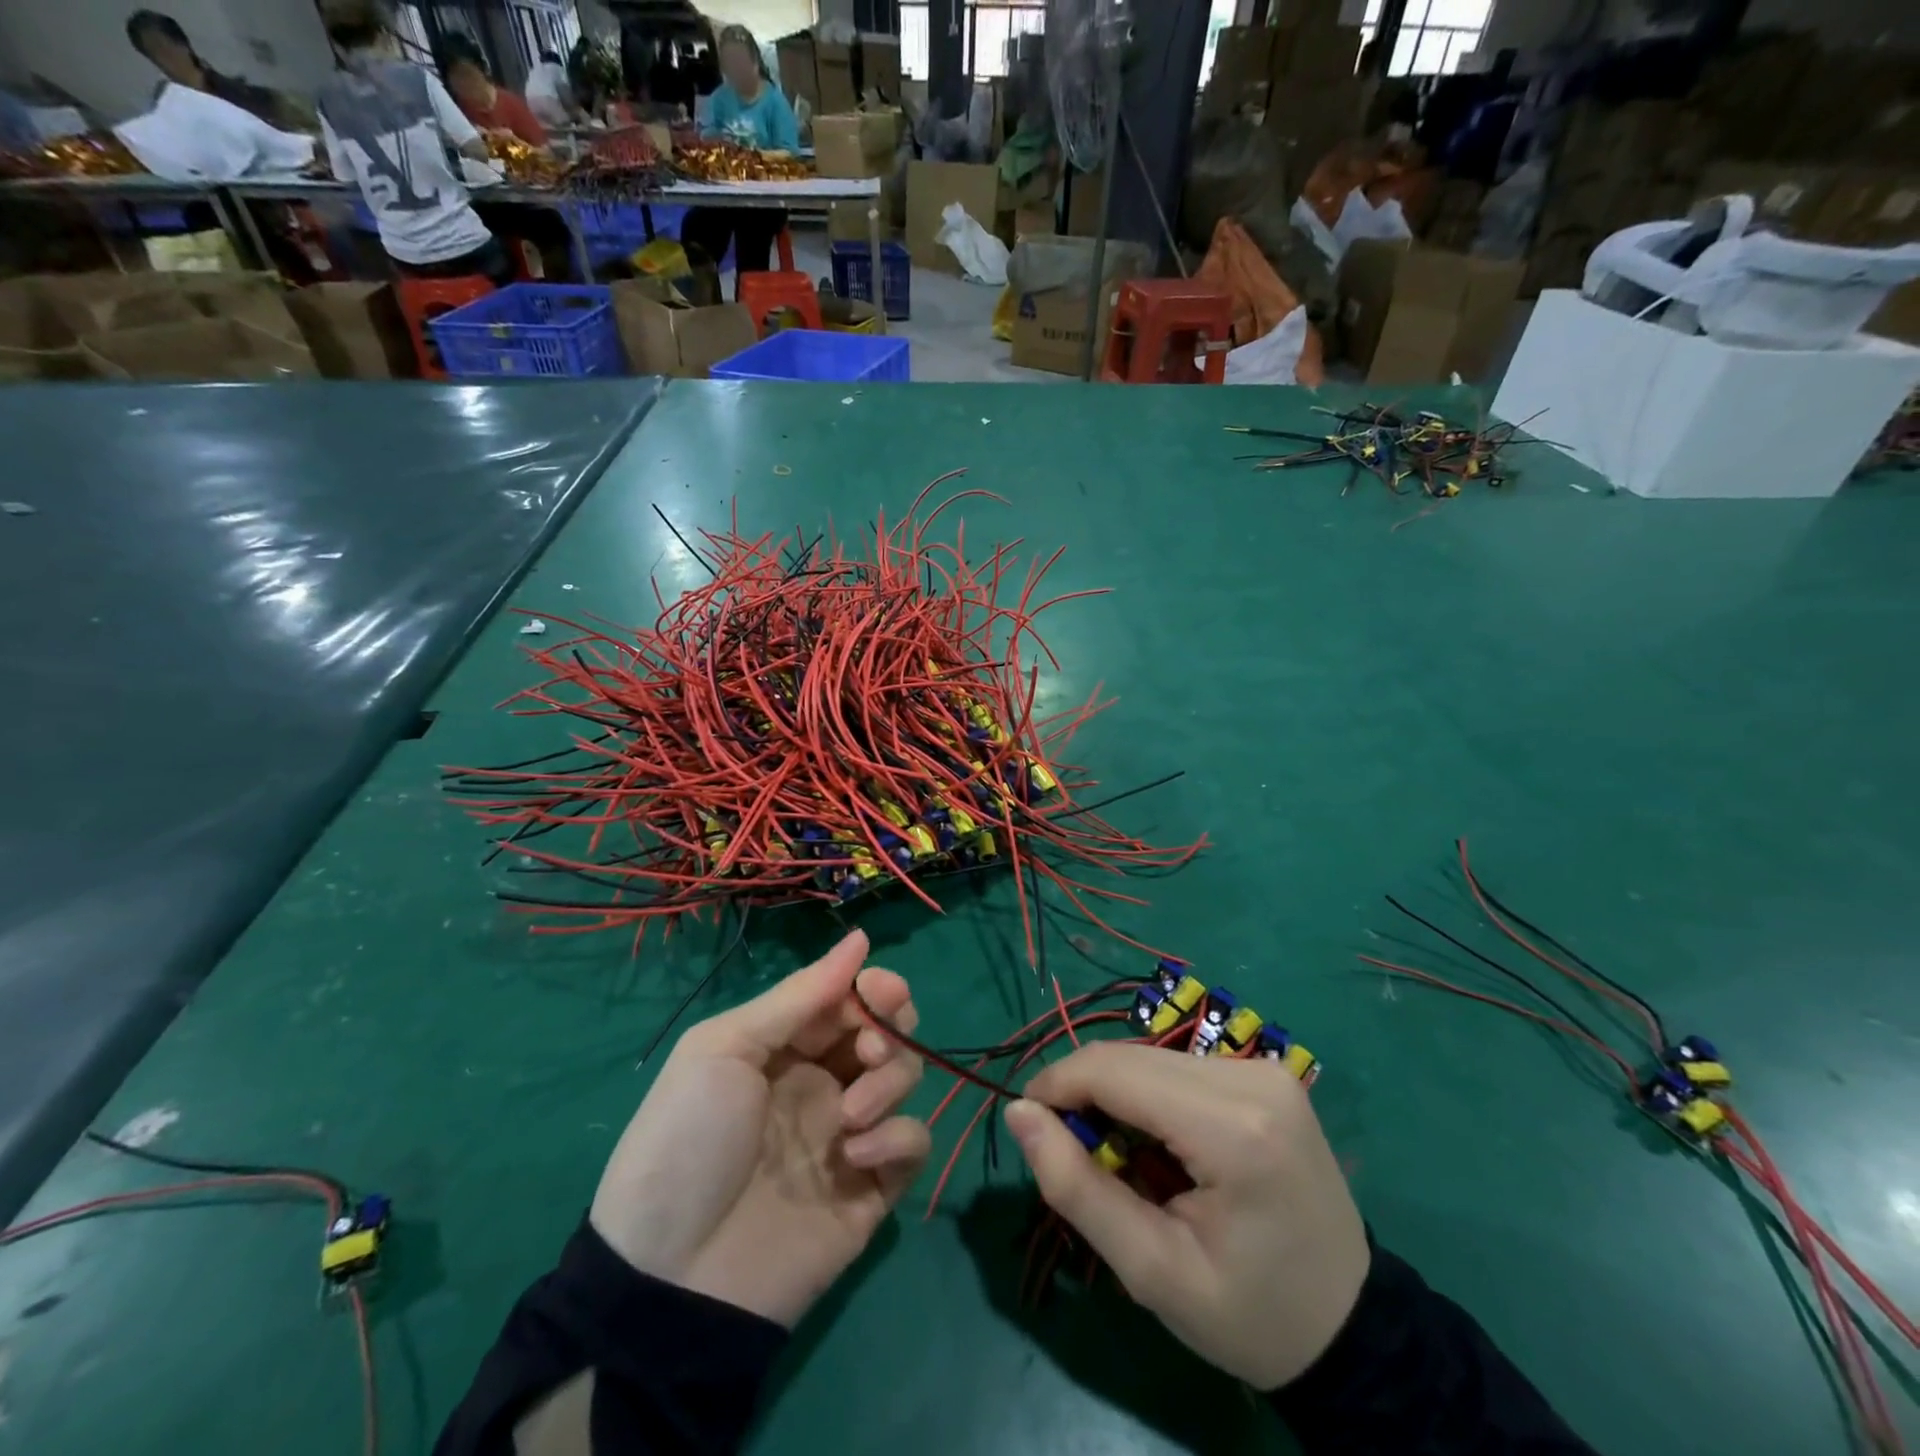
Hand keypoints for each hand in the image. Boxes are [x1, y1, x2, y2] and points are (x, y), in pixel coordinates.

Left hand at [589, 930, 929, 1326]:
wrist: (670, 1277)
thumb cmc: (688, 1141)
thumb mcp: (726, 1048)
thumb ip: (798, 995)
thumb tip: (860, 937)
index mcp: (787, 1046)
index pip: (850, 998)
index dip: (873, 988)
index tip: (881, 992)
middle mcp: (825, 1081)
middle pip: (888, 1031)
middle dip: (891, 1028)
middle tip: (867, 1050)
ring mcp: (851, 1134)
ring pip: (906, 1078)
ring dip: (890, 1081)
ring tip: (848, 1116)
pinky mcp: (873, 1187)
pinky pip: (913, 1143)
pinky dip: (897, 1138)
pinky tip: (856, 1155)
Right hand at [1004, 1043, 1368, 1389]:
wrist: (1352, 1329)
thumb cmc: (1251, 1316)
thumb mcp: (1153, 1272)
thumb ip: (1076, 1189)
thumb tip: (1018, 1113)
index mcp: (1233, 1129)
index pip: (1115, 1071)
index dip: (1056, 1086)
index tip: (1028, 1123)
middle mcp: (1251, 1077)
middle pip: (1131, 1058)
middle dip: (1084, 1095)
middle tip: (1074, 1156)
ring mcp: (1264, 1069)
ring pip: (1150, 1057)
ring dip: (1117, 1096)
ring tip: (1121, 1161)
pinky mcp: (1265, 1072)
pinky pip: (1178, 1066)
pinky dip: (1149, 1096)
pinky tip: (1160, 1146)